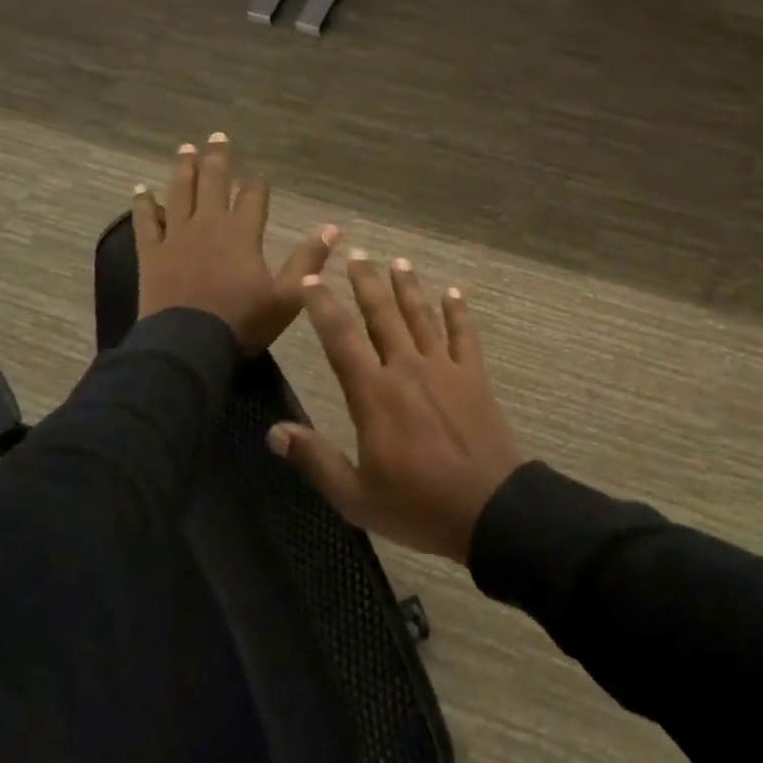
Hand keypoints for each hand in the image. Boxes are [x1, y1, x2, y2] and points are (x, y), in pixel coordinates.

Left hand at [133, 134, 336, 355]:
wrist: (188, 346)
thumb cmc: (242, 322)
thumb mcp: (288, 296)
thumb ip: (309, 260)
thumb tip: (333, 228)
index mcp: (242, 233)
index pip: (253, 198)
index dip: (258, 185)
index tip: (260, 176)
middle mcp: (209, 225)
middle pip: (213, 183)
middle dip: (218, 159)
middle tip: (217, 136)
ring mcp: (177, 237)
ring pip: (179, 193)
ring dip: (183, 169)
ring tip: (185, 149)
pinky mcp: (152, 253)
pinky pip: (146, 221)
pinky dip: (143, 203)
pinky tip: (140, 189)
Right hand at [268, 254, 520, 564]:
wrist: (488, 508)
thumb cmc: (417, 506)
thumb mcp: (355, 496)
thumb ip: (315, 460)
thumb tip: (275, 431)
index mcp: (374, 395)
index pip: (340, 339)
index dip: (323, 306)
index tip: (310, 280)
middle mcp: (407, 369)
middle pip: (383, 315)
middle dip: (366, 282)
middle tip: (357, 254)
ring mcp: (444, 369)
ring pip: (422, 316)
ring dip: (408, 287)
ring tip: (398, 261)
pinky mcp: (474, 376)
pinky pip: (465, 335)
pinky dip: (458, 312)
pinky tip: (454, 292)